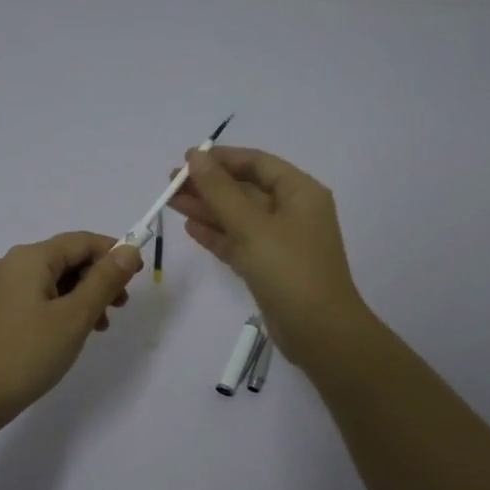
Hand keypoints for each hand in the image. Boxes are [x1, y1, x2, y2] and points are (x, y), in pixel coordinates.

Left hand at [0, 232, 142, 427]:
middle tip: (120, 307)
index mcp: (29, 258)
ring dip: (83, 296)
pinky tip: (71, 333)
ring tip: (100, 327)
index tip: (138, 277)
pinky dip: (61, 308)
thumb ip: (104, 280)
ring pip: (53, 280)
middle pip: (67, 258)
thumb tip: (128, 250)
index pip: (82, 241)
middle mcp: (11, 264)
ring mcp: (0, 288)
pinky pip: (37, 297)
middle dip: (99, 278)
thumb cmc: (27, 353)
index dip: (114, 253)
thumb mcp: (74, 317)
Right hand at [167, 147, 371, 365]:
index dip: (222, 158)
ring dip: (208, 209)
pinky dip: (218, 235)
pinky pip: (240, 242)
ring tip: (171, 203)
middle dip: (209, 185)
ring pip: (239, 217)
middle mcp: (293, 212)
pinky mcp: (270, 267)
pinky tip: (191, 228)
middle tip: (171, 183)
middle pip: (246, 189)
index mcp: (300, 192)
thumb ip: (220, 191)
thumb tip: (196, 157)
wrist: (318, 331)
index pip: (257, 163)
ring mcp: (282, 241)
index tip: (187, 159)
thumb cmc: (289, 270)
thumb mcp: (252, 226)